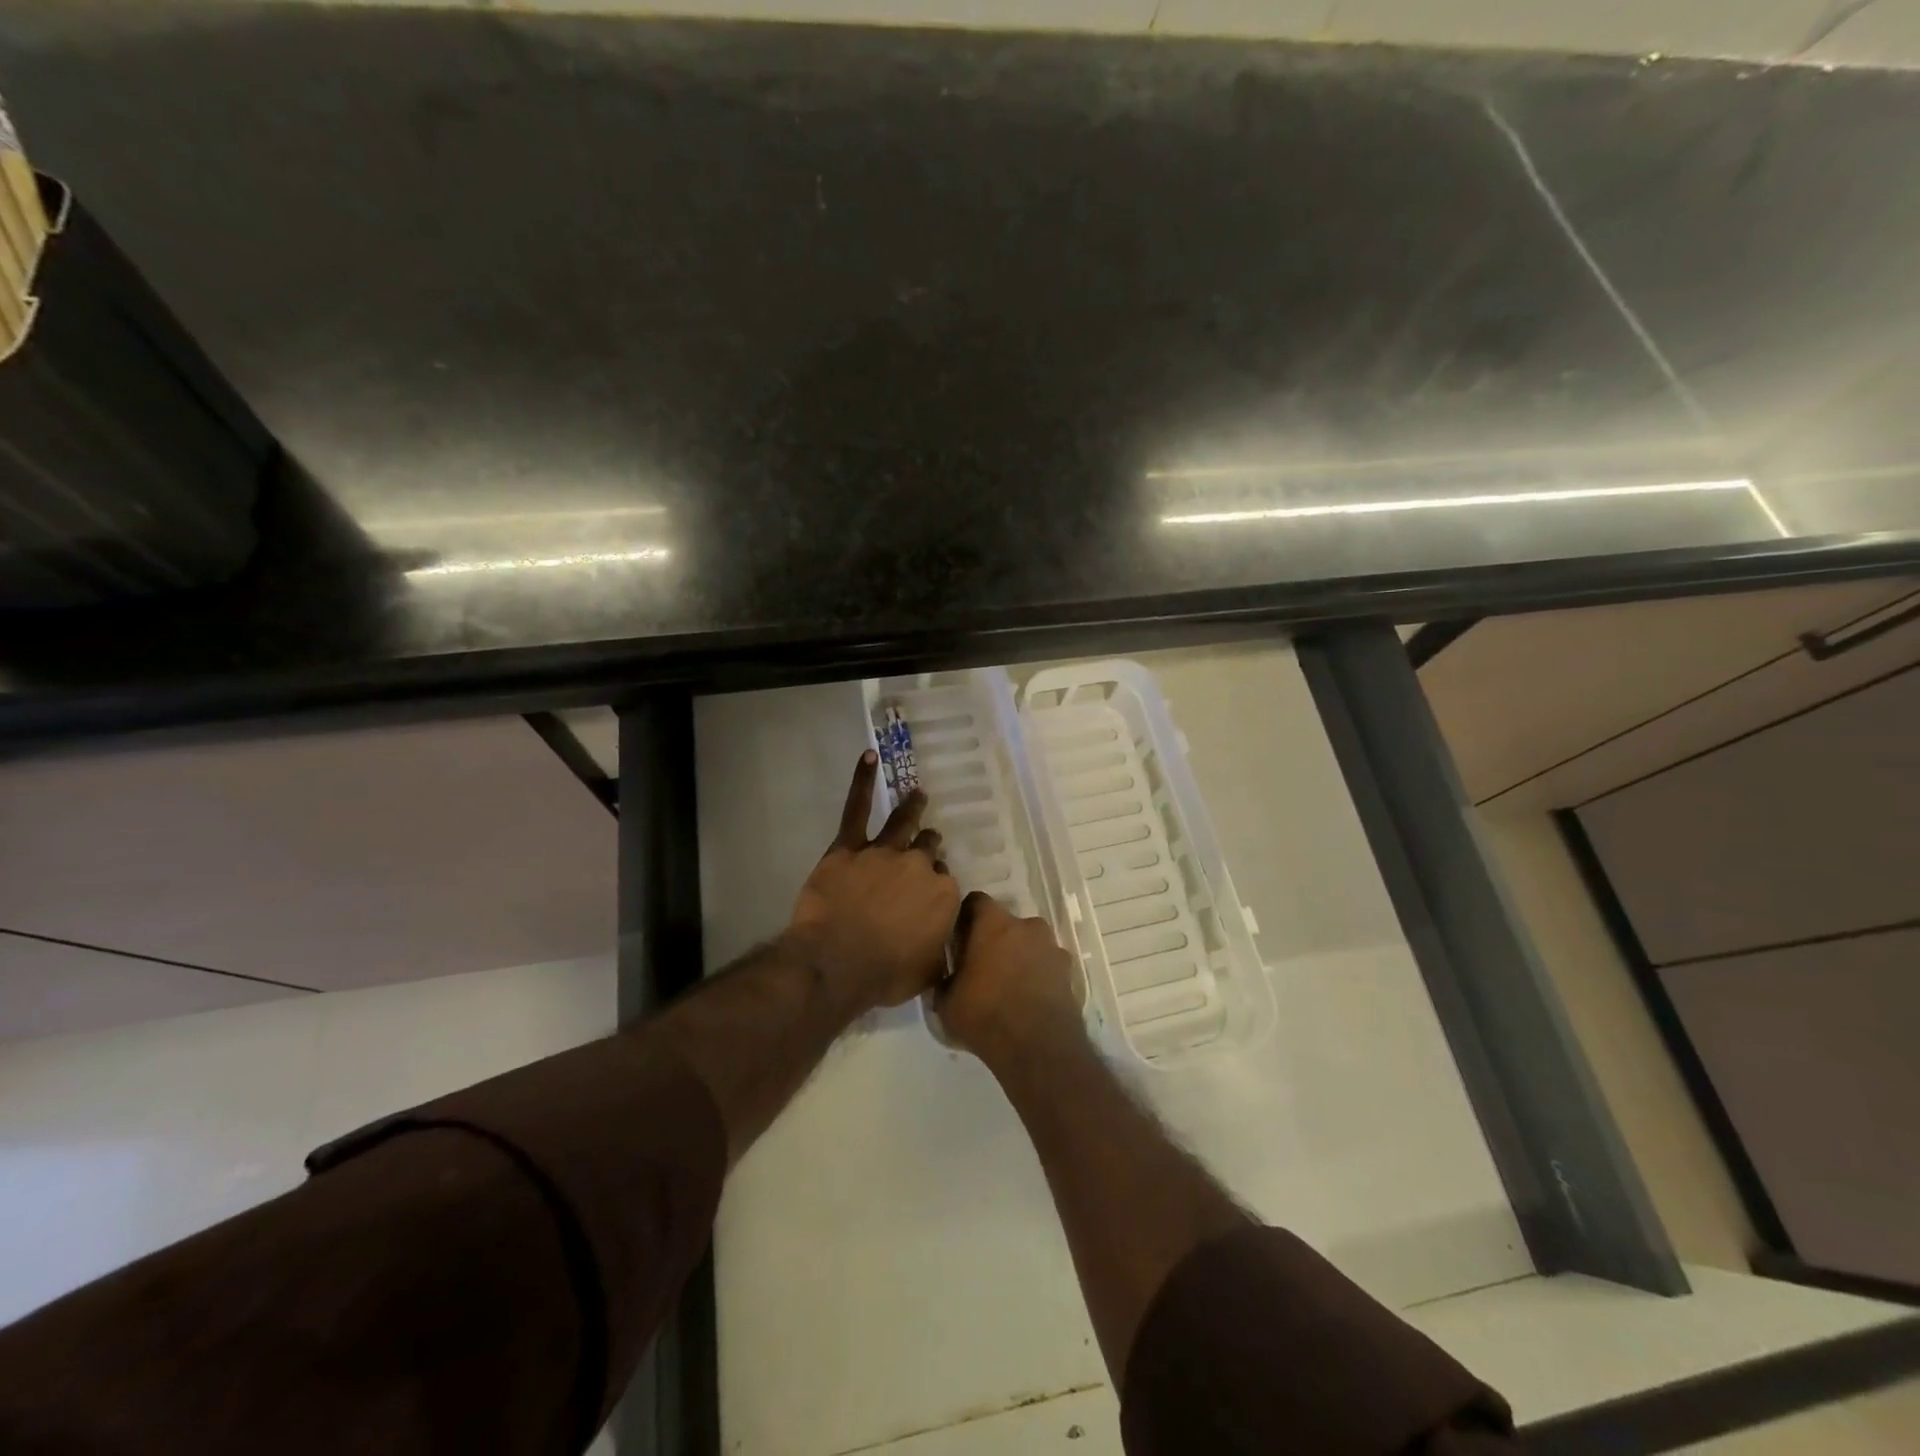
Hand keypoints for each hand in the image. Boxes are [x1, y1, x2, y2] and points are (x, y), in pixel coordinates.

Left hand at [786, 751, 961, 1011]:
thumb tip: (947, 951)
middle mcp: (919, 867)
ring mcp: (884, 853)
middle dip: (929, 846)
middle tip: (928, 843)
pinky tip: (868, 757)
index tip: (929, 893)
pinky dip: (862, 781)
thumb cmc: (884, 975)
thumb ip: (941, 954)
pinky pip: (857, 808)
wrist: (837, 962)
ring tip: (919, 794)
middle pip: (928, 849)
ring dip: (913, 807)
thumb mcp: (928, 973)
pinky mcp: (849, 847)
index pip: (945, 883)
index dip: (936, 886)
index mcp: (943, 897)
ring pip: (904, 823)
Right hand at [936, 891, 1084, 1070]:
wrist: (1038, 1048)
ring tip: (1008, 986)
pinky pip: (1047, 964)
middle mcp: (1027, 926)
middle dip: (995, 939)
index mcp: (994, 924)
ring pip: (1030, 943)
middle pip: (1006, 923)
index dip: (966, 918)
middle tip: (983, 966)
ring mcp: (1052, 947)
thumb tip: (946, 977)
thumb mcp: (947, 1002)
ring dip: (1020, 956)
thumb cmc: (985, 1015)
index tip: (959, 938)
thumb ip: (945, 980)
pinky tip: (1028, 999)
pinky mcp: (1069, 971)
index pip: (976, 902)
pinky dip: (1038, 975)